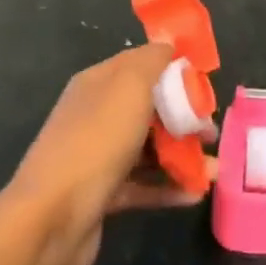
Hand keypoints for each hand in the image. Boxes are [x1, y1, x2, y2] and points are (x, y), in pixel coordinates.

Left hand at [5, 43, 209, 264]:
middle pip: (148, 108)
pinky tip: (195, 193)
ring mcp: (97, 156)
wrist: (51, 219)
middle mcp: (95, 115)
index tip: (206, 84)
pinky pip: (142, 185)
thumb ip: (153, 61)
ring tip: (214, 170)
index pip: (141, 65)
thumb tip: (168, 45)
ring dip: (182, 155)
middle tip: (211, 132)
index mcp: (98, 83)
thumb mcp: (129, 86)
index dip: (174, 70)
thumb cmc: (96, 141)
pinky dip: (169, 187)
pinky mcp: (102, 194)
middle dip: (183, 117)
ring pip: (148, 148)